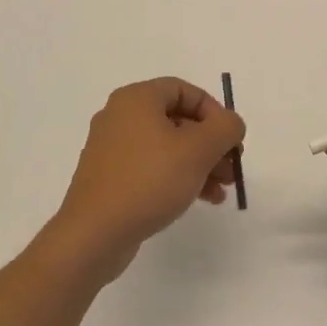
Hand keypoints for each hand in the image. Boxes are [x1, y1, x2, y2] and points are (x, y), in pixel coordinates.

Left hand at [44, 77, 246, 285]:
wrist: (94, 234)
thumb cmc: (149, 180)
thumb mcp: (199, 150)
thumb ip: (225, 128)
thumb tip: (231, 124)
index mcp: (136, 99)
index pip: (185, 91)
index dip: (215, 111)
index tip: (231, 138)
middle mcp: (120, 117)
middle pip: (178, 120)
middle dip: (211, 143)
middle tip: (232, 167)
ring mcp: (112, 149)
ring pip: (167, 147)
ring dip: (200, 164)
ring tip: (222, 189)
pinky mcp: (110, 178)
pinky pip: (152, 167)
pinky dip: (178, 177)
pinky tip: (201, 199)